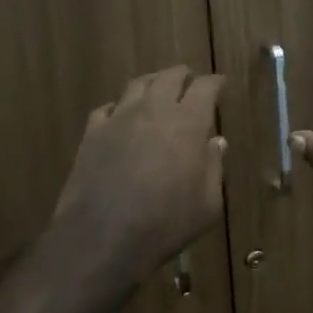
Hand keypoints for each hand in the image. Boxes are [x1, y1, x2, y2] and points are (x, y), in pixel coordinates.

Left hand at [52, 65, 226, 281]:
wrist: (103, 237)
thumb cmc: (166, 222)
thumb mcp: (208, 204)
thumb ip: (214, 167)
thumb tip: (216, 142)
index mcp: (189, 122)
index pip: (206, 87)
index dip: (215, 83)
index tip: (220, 85)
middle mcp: (154, 109)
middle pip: (170, 77)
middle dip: (183, 76)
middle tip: (189, 81)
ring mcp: (119, 118)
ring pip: (137, 85)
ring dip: (152, 83)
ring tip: (157, 89)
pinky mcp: (92, 133)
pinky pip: (107, 108)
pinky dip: (119, 107)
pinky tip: (120, 117)